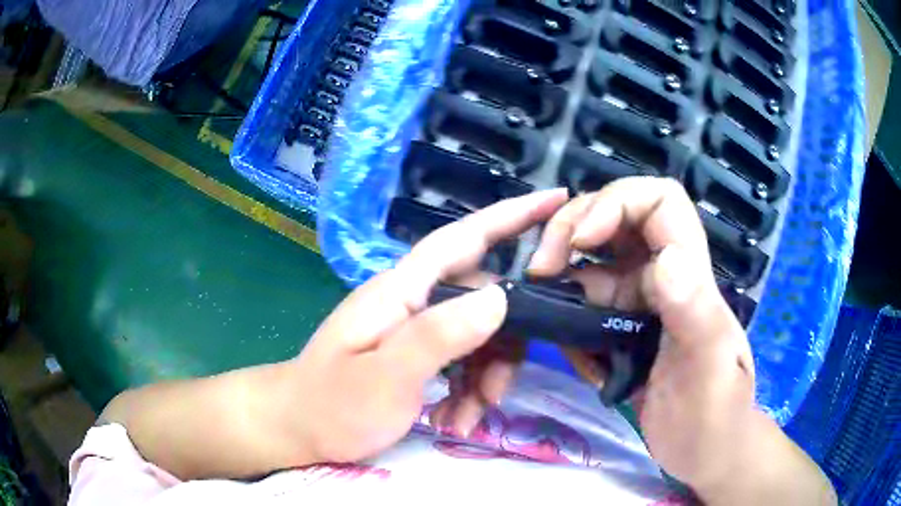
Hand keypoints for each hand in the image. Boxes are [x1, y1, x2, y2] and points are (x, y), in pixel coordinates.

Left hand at [289, 189, 568, 463]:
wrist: (298, 428)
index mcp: (403, 290)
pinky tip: (453, 421)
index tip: (556, 200)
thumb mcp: (385, 377)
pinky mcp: (417, 355)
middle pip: (483, 301)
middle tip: (495, 395)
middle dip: (502, 348)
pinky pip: (461, 362)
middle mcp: (414, 300)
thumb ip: (438, 335)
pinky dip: (467, 392)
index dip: (512, 215)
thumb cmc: (332, 404)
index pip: (464, 238)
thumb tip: (499, 297)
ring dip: (483, 381)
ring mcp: (416, 329)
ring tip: (465, 421)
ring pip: (478, 338)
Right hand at [527, 177, 757, 490]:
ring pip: (591, 264)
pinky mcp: (621, 330)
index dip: (617, 202)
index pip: (659, 201)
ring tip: (544, 316)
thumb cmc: (715, 414)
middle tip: (540, 272)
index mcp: (690, 273)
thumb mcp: (709, 370)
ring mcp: (640, 304)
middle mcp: (663, 276)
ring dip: (561, 280)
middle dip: (571, 231)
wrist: (706, 452)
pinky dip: (567, 322)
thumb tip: (667, 260)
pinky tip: (573, 357)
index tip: (581, 242)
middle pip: (613, 220)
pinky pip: (583, 307)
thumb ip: (695, 316)